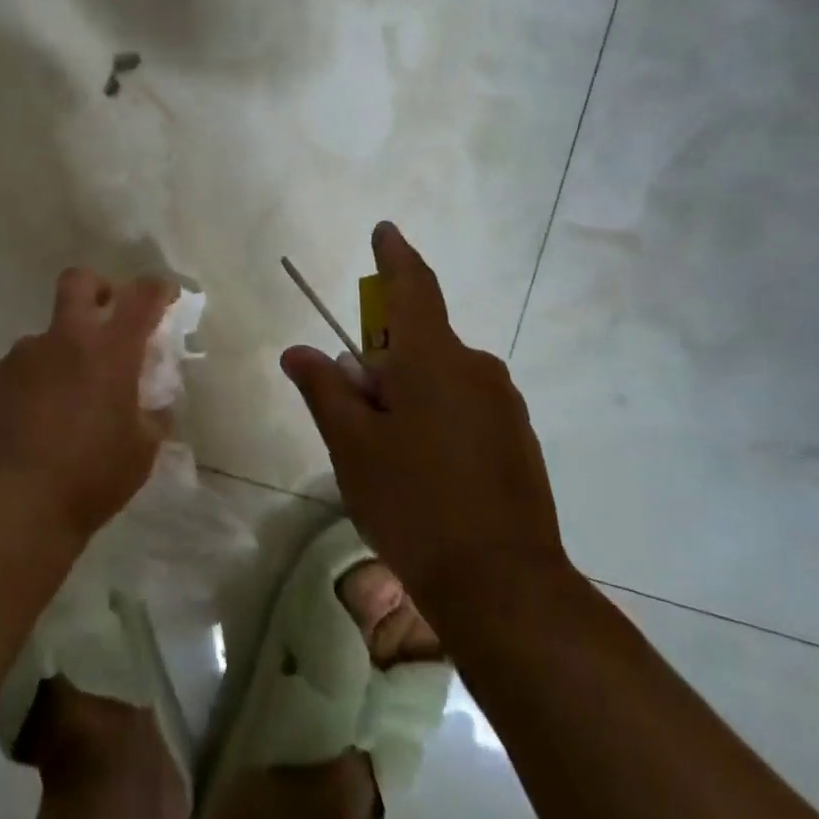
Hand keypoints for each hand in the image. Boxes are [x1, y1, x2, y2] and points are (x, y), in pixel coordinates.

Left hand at [0, 268, 178, 541]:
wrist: (14, 504)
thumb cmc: (91, 476)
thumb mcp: (143, 451)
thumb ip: (154, 416)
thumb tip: (156, 403)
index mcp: (111, 349)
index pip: (143, 295)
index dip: (158, 289)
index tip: (165, 297)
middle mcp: (66, 338)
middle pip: (80, 281)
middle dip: (99, 289)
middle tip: (107, 319)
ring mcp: (25, 354)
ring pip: (48, 334)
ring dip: (63, 351)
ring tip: (66, 398)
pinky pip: (22, 366)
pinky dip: (35, 381)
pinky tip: (36, 418)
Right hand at [281, 222, 570, 601]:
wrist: (504, 587)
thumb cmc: (414, 503)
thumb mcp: (351, 445)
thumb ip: (324, 389)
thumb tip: (300, 351)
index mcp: (432, 358)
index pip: (412, 287)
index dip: (394, 256)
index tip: (385, 231)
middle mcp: (475, 367)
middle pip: (418, 340)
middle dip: (382, 359)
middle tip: (353, 410)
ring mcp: (503, 403)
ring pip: (441, 376)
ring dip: (408, 392)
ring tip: (386, 453)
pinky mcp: (518, 437)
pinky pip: (465, 404)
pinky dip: (436, 415)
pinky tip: (424, 471)